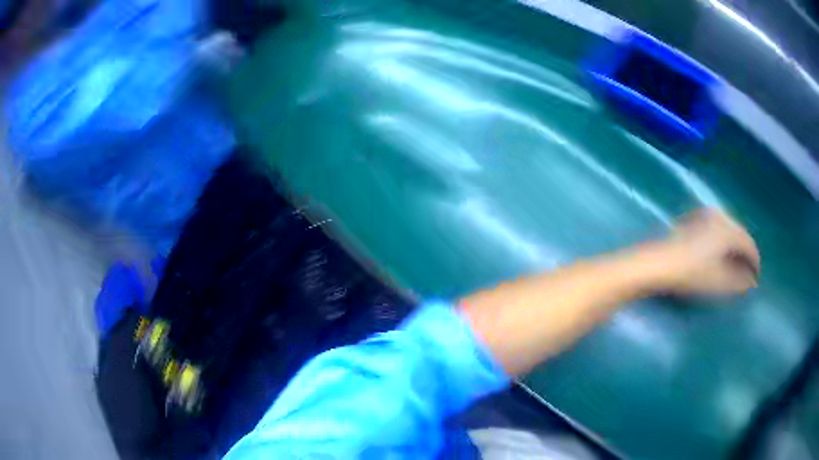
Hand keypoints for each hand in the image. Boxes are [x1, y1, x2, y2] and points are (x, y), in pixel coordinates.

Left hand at [657, 209, 759, 294]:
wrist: (659, 263)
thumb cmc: (692, 274)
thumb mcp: (719, 282)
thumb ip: (739, 282)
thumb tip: (752, 283)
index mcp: (729, 229)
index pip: (749, 244)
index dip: (754, 262)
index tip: (756, 278)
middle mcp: (720, 216)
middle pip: (739, 234)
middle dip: (744, 253)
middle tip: (747, 272)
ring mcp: (705, 214)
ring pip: (728, 229)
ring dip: (734, 246)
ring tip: (735, 265)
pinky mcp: (694, 218)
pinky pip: (716, 227)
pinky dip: (722, 240)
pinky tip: (719, 253)